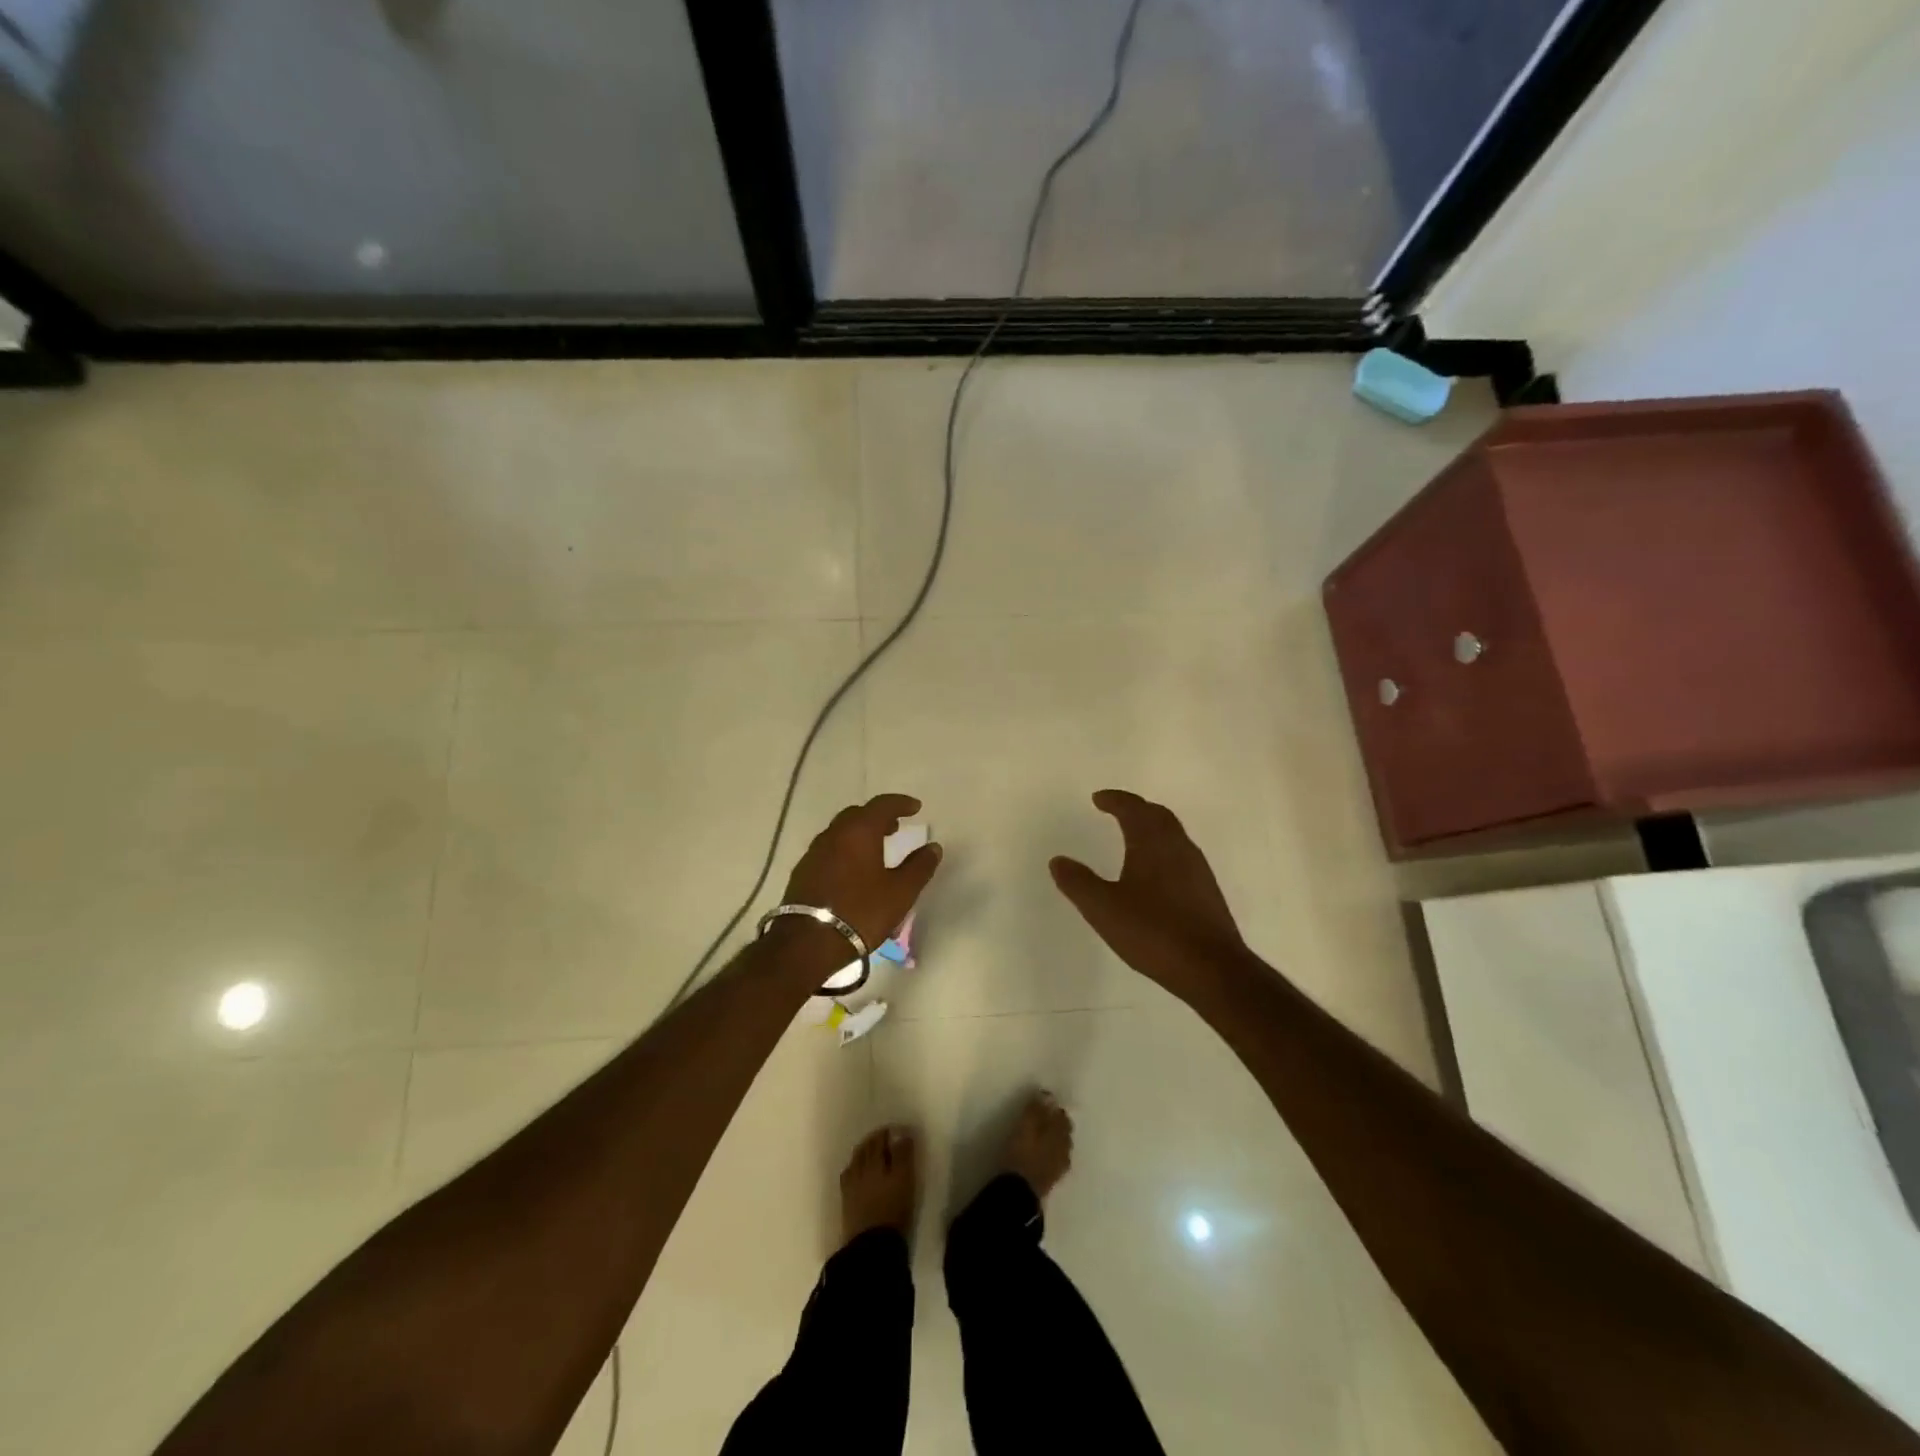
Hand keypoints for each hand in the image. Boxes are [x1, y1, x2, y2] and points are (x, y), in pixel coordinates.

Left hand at [783, 794, 942, 952]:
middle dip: (878, 817)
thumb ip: (919, 867)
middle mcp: (833, 834)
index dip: (901, 803)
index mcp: (859, 832)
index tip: (916, 807)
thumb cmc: (861, 912)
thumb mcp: (900, 892)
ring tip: (876, 849)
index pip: (882, 805)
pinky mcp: (802, 872)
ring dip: (860, 834)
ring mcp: (814, 852)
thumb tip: (933, 847)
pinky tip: (853, 870)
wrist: (808, 942)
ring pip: (840, 832)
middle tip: (895, 827)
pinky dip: (845, 850)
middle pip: (857, 815)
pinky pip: (829, 850)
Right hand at [1050, 790, 1248, 1003]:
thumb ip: (1078, 882)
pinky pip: (1182, 855)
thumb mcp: (1103, 909)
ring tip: (1134, 837)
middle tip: (1117, 810)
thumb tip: (1058, 860)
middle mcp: (1178, 847)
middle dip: (1136, 808)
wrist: (1212, 968)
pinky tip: (1156, 874)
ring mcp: (1198, 869)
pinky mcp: (1207, 891)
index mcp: (1152, 843)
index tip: (1098, 798)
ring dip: (1152, 828)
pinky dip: (1164, 850)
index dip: (1115, 800)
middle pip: (1158, 815)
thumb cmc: (1153, 932)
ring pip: (1173, 835)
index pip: (1133, 808)